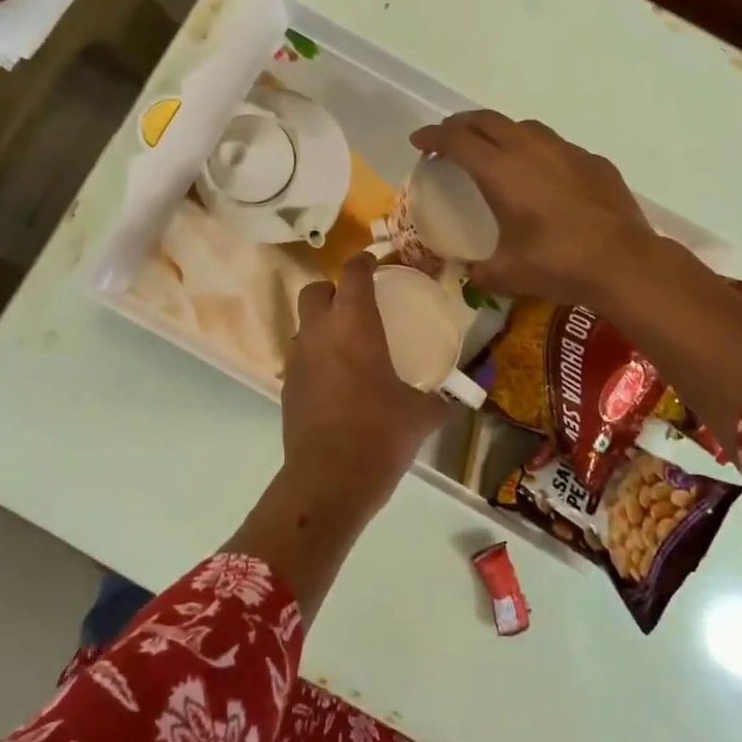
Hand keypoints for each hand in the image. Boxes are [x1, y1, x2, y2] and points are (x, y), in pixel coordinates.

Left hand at [283, 254, 448, 507]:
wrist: (329, 478)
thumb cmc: (380, 433)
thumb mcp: (420, 415)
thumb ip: (439, 400)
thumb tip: (455, 399)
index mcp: (354, 324)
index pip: (353, 274)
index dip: (363, 262)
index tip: (374, 262)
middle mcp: (319, 332)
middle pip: (315, 290)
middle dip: (333, 289)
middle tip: (356, 303)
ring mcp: (297, 358)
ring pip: (303, 324)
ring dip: (321, 324)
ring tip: (346, 343)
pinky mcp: (286, 385)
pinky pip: (300, 357)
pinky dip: (315, 356)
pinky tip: (334, 379)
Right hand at [410, 111, 656, 306]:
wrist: (624, 263)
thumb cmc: (557, 264)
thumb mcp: (506, 275)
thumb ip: (480, 272)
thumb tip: (473, 275)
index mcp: (500, 171)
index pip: (456, 140)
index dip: (432, 137)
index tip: (418, 141)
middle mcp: (530, 150)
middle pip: (487, 120)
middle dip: (461, 124)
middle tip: (448, 139)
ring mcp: (566, 152)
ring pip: (524, 127)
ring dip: (500, 132)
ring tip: (494, 151)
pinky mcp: (594, 162)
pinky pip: (557, 147)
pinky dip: (538, 152)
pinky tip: (543, 176)